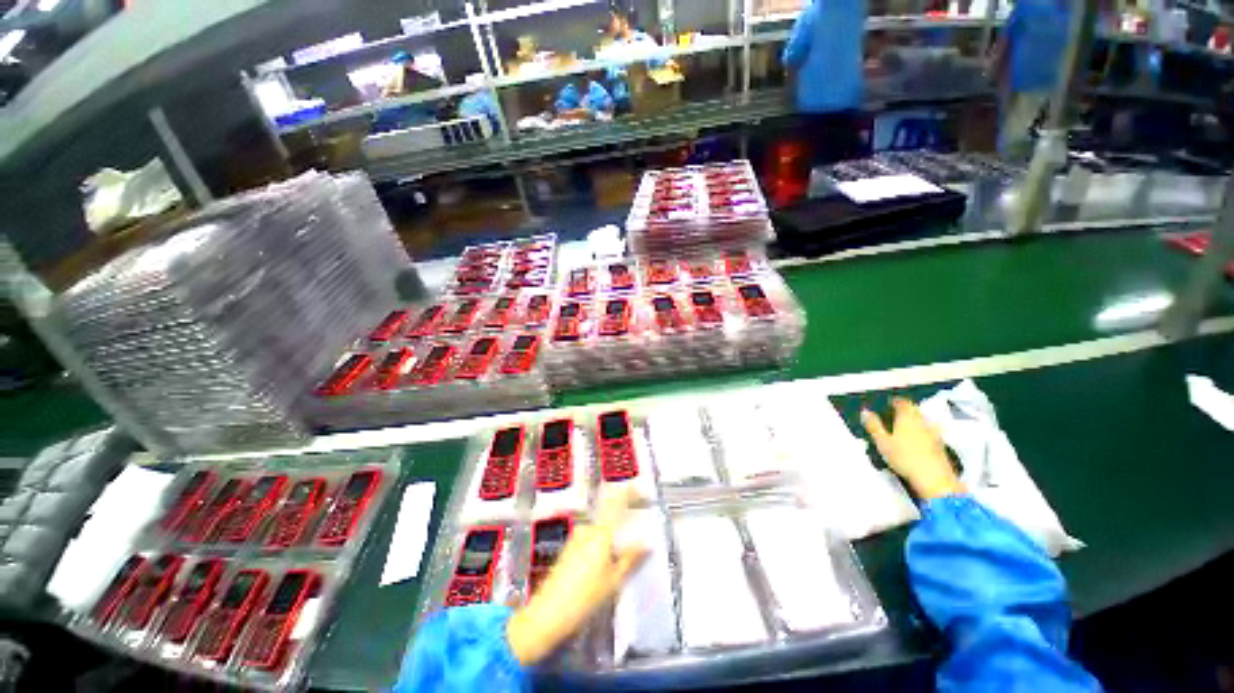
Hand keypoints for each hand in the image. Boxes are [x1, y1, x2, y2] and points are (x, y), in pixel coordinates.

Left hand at [506, 487, 646, 664]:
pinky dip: (601, 545)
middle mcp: (587, 529)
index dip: (629, 492)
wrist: (547, 614)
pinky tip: (604, 565)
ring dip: (611, 539)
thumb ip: (631, 558)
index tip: (640, 489)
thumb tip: (646, 544)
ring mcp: (576, 537)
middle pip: (609, 517)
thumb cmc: (585, 598)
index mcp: (600, 533)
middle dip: (623, 525)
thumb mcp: (613, 581)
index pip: (616, 502)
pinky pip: (591, 539)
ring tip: (621, 559)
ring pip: (600, 531)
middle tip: (635, 538)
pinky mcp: (569, 548)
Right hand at [862, 398, 964, 500]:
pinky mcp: (940, 445)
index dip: (895, 401)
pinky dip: (921, 434)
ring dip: (914, 422)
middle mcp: (923, 422)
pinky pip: (929, 433)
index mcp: (907, 417)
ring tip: (903, 429)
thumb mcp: (882, 442)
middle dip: (905, 411)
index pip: (903, 402)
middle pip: (914, 411)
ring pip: (923, 422)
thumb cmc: (905, 458)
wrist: (934, 479)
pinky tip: (915, 443)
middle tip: (894, 416)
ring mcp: (934, 433)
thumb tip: (865, 412)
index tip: (889, 403)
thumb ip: (873, 425)